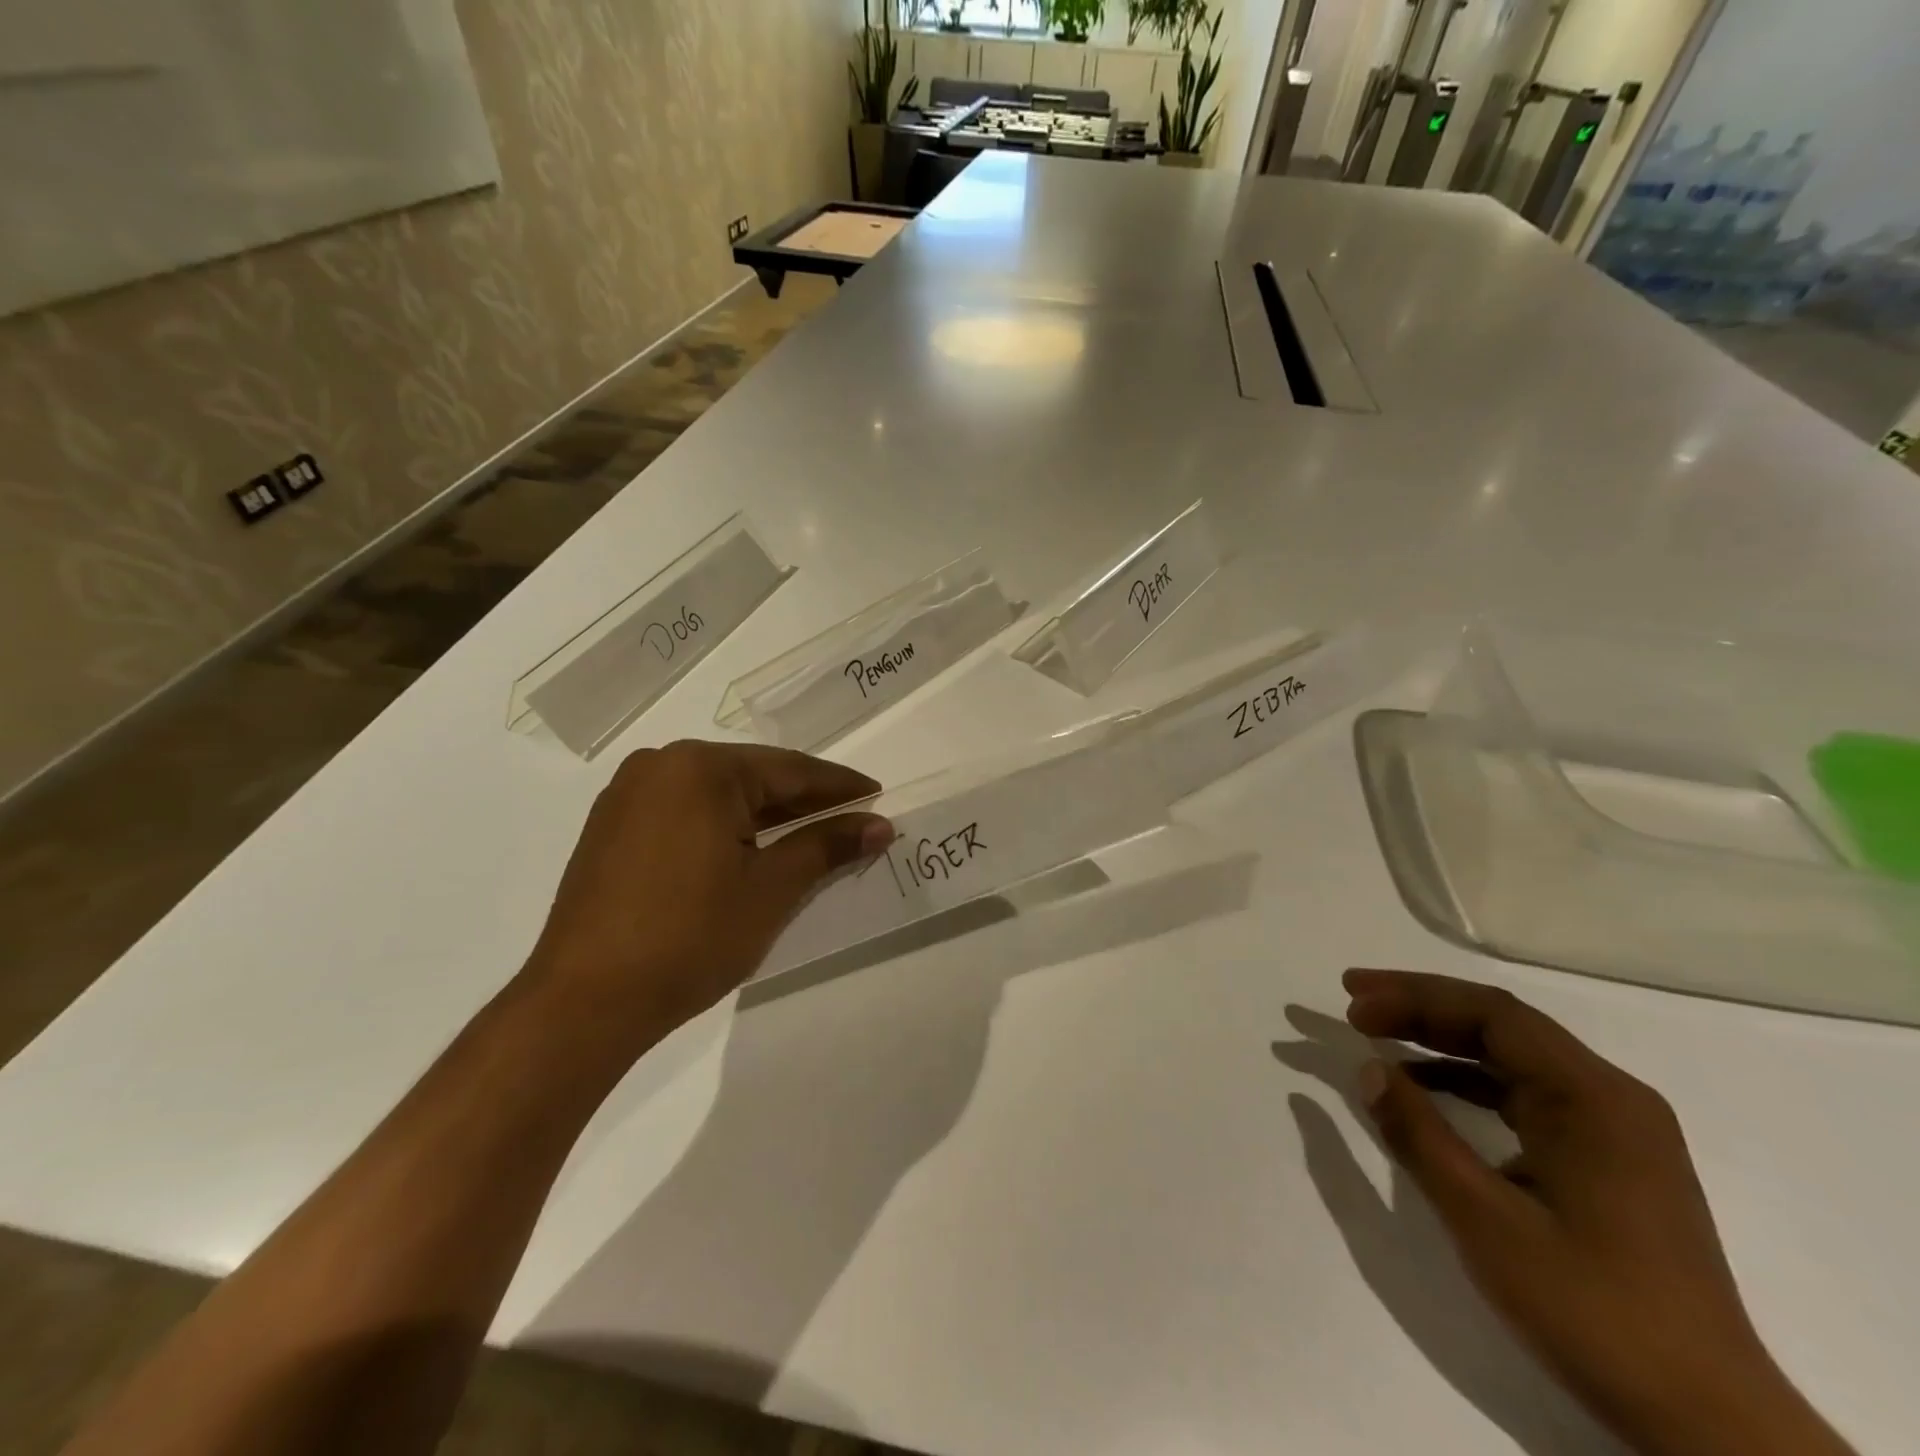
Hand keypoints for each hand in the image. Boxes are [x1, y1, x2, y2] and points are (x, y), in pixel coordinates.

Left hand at [524, 741, 891, 1036]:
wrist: (582, 1004)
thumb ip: (826, 846)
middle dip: (803, 802)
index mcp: (700, 768)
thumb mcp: (771, 889)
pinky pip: (686, 813)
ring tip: (810, 838)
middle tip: (851, 821)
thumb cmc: (690, 938)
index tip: (878, 797)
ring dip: (765, 816)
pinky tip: (750, 851)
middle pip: (752, 778)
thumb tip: (879, 825)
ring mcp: (628, 796)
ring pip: (718, 796)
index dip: (839, 787)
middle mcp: (660, 765)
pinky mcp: (611, 828)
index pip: (789, 770)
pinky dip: (725, 828)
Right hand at [1342, 969, 1853, 1455]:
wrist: (1710, 1424)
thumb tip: (1367, 1070)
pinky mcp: (1607, 1158)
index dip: (1414, 998)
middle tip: (1353, 999)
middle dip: (1422, 1006)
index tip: (1352, 1004)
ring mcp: (1614, 1128)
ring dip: (1442, 1038)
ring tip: (1378, 1032)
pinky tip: (1427, 1088)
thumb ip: (1420, 1136)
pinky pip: (1525, 1092)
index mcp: (1593, 1098)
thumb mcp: (1487, 1221)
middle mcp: (1609, 1097)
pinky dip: (1469, 1078)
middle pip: (1502, 1024)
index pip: (1492, 1014)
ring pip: (1513, 1055)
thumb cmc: (1594, 1312)